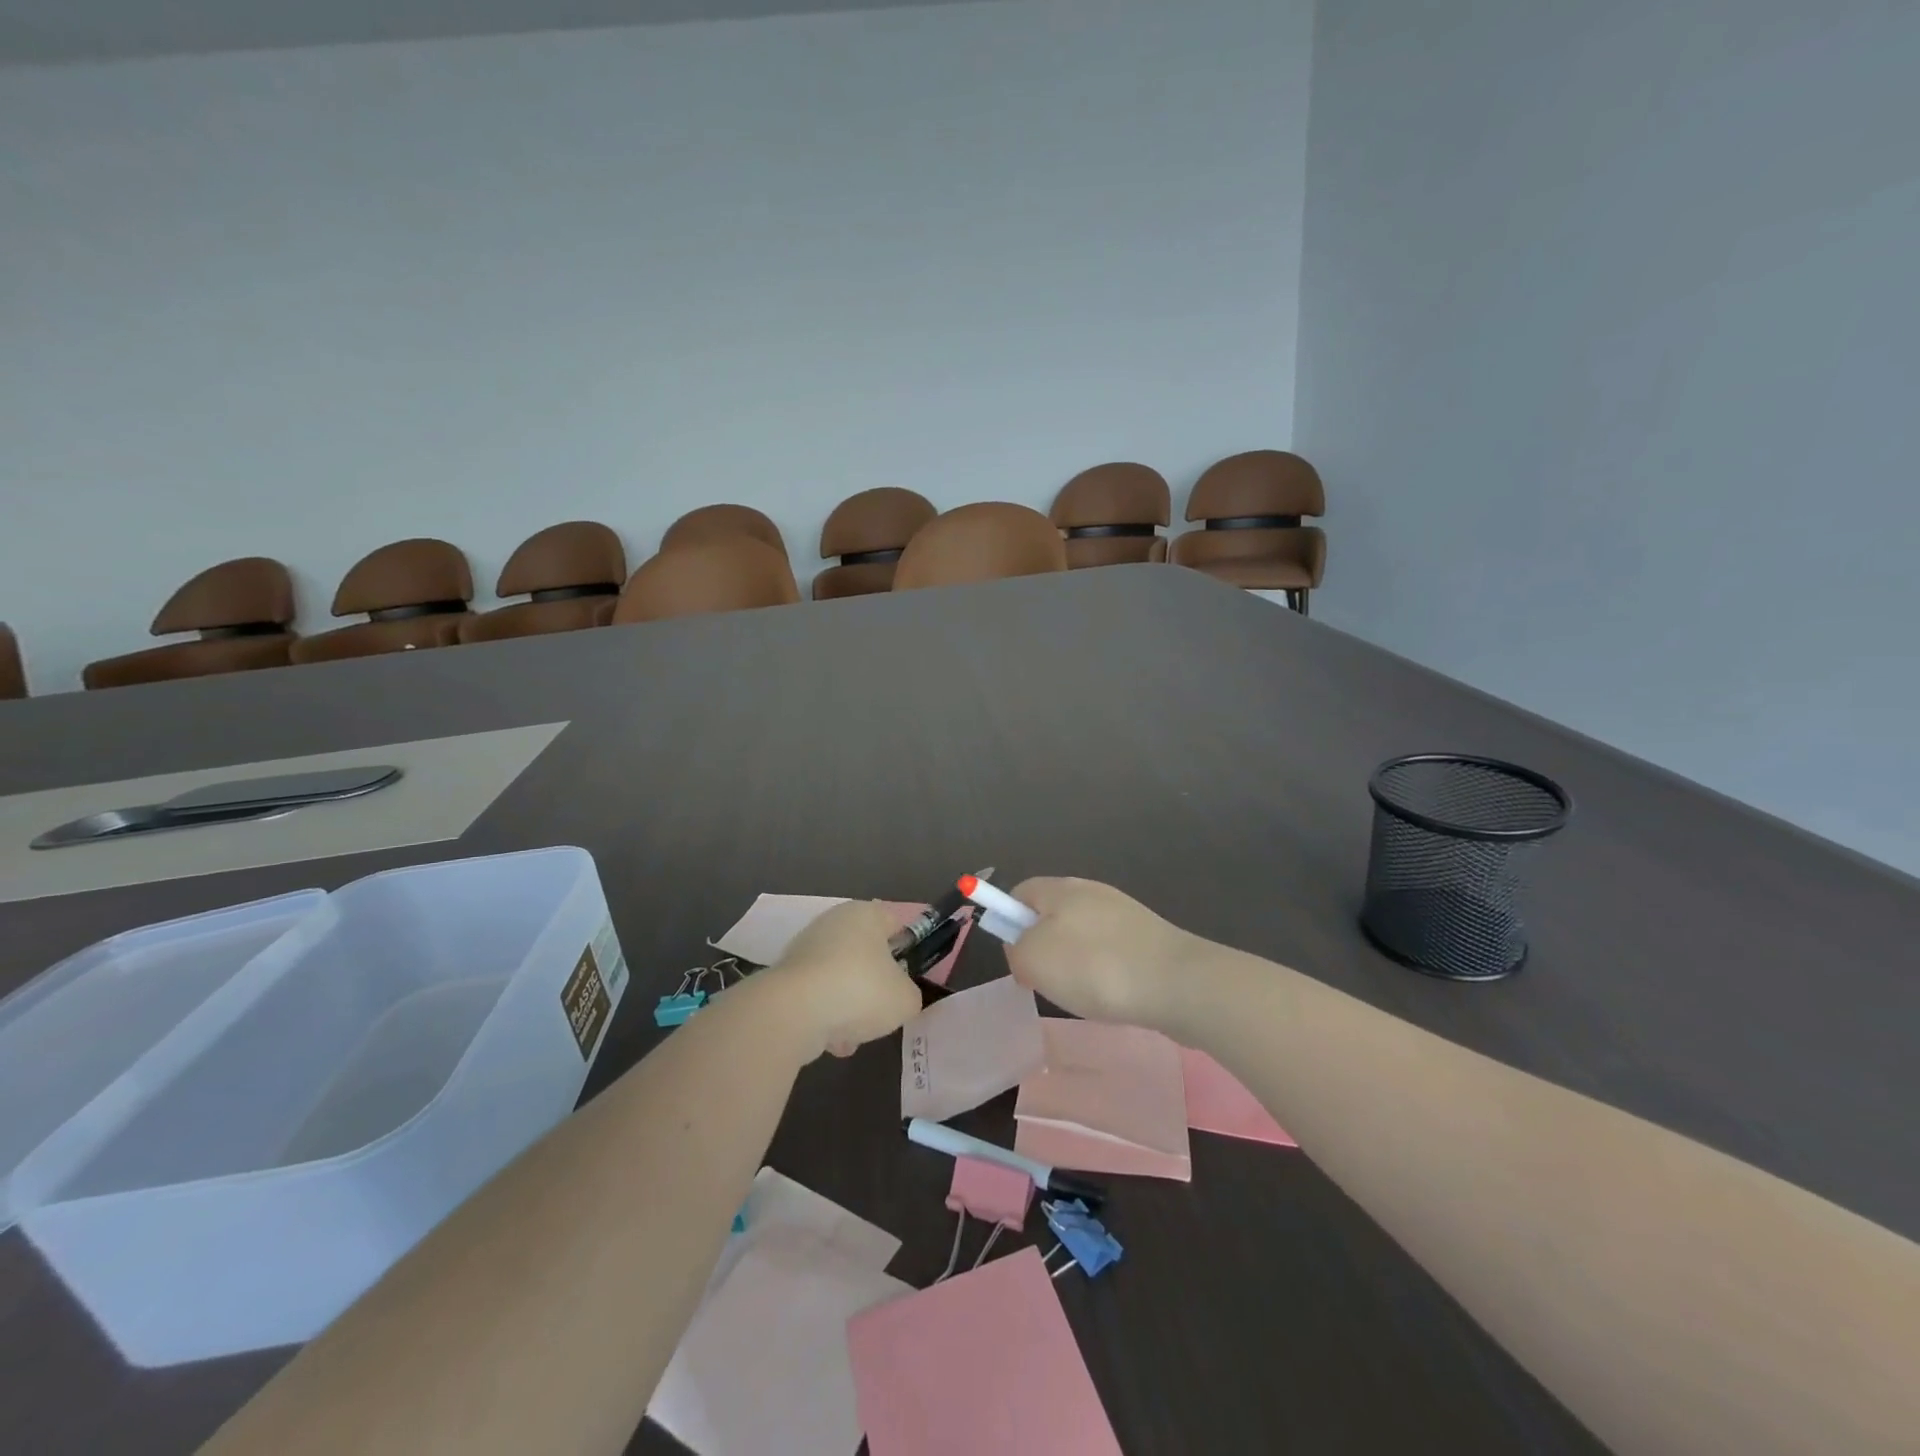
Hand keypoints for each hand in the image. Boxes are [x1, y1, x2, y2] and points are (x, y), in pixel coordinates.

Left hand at [766, 900, 922, 1058]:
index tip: (907, 979)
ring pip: (840, 979)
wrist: (793, 1011)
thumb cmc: (860, 990)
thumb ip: (909, 994)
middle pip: (865, 955)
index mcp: (866, 914)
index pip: (893, 924)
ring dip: (848, 1006)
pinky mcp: (785, 976)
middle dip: (873, 985)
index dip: (904, 951)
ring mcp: (805, 948)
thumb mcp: (905, 1000)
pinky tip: (830, 1041)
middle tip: (882, 1009)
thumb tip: (898, 996)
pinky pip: (816, 996)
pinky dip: (824, 1016)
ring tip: (853, 1035)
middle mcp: (834, 922)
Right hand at [1002, 877, 1201, 1028]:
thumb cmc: (1095, 967)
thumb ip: (1015, 949)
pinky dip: (1104, 974)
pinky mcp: (1148, 938)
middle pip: (1051, 914)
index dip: (1008, 920)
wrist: (1177, 983)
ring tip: (1083, 995)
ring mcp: (1123, 914)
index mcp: (1060, 888)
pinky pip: (1110, 952)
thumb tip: (1023, 949)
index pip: (1019, 892)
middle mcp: (1091, 892)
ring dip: (1075, 965)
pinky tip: (1112, 996)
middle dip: (1042, 948)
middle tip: (1045, 981)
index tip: (1016, 957)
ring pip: (1081, 937)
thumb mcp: (1033, 959)